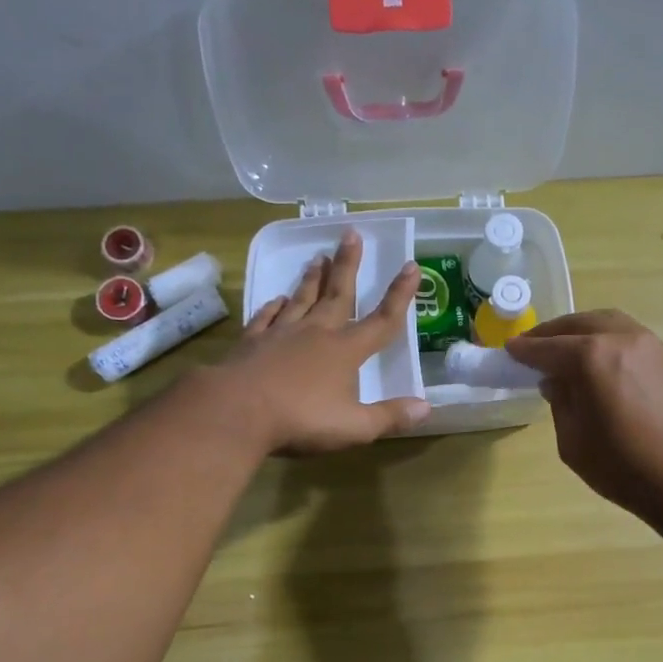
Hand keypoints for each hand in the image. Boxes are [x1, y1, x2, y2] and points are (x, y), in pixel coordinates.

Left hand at [214, 227, 429, 454]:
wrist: (236, 411)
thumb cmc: (301, 419)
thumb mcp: (355, 427)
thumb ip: (390, 417)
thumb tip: (426, 408)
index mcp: (345, 351)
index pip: (381, 320)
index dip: (400, 295)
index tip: (412, 266)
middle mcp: (316, 334)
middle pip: (338, 295)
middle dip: (348, 265)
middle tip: (351, 234)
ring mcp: (281, 335)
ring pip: (301, 299)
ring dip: (312, 278)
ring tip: (318, 257)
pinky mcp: (252, 343)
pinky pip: (266, 317)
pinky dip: (273, 306)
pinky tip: (276, 299)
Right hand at [505, 310, 662, 517]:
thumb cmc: (623, 466)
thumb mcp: (573, 441)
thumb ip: (560, 403)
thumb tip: (556, 381)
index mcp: (591, 358)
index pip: (548, 348)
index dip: (525, 350)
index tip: (509, 351)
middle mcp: (619, 339)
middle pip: (577, 324)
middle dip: (551, 333)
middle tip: (532, 346)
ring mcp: (647, 344)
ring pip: (604, 322)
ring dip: (579, 330)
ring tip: (561, 348)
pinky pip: (624, 334)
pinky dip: (602, 337)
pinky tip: (593, 357)